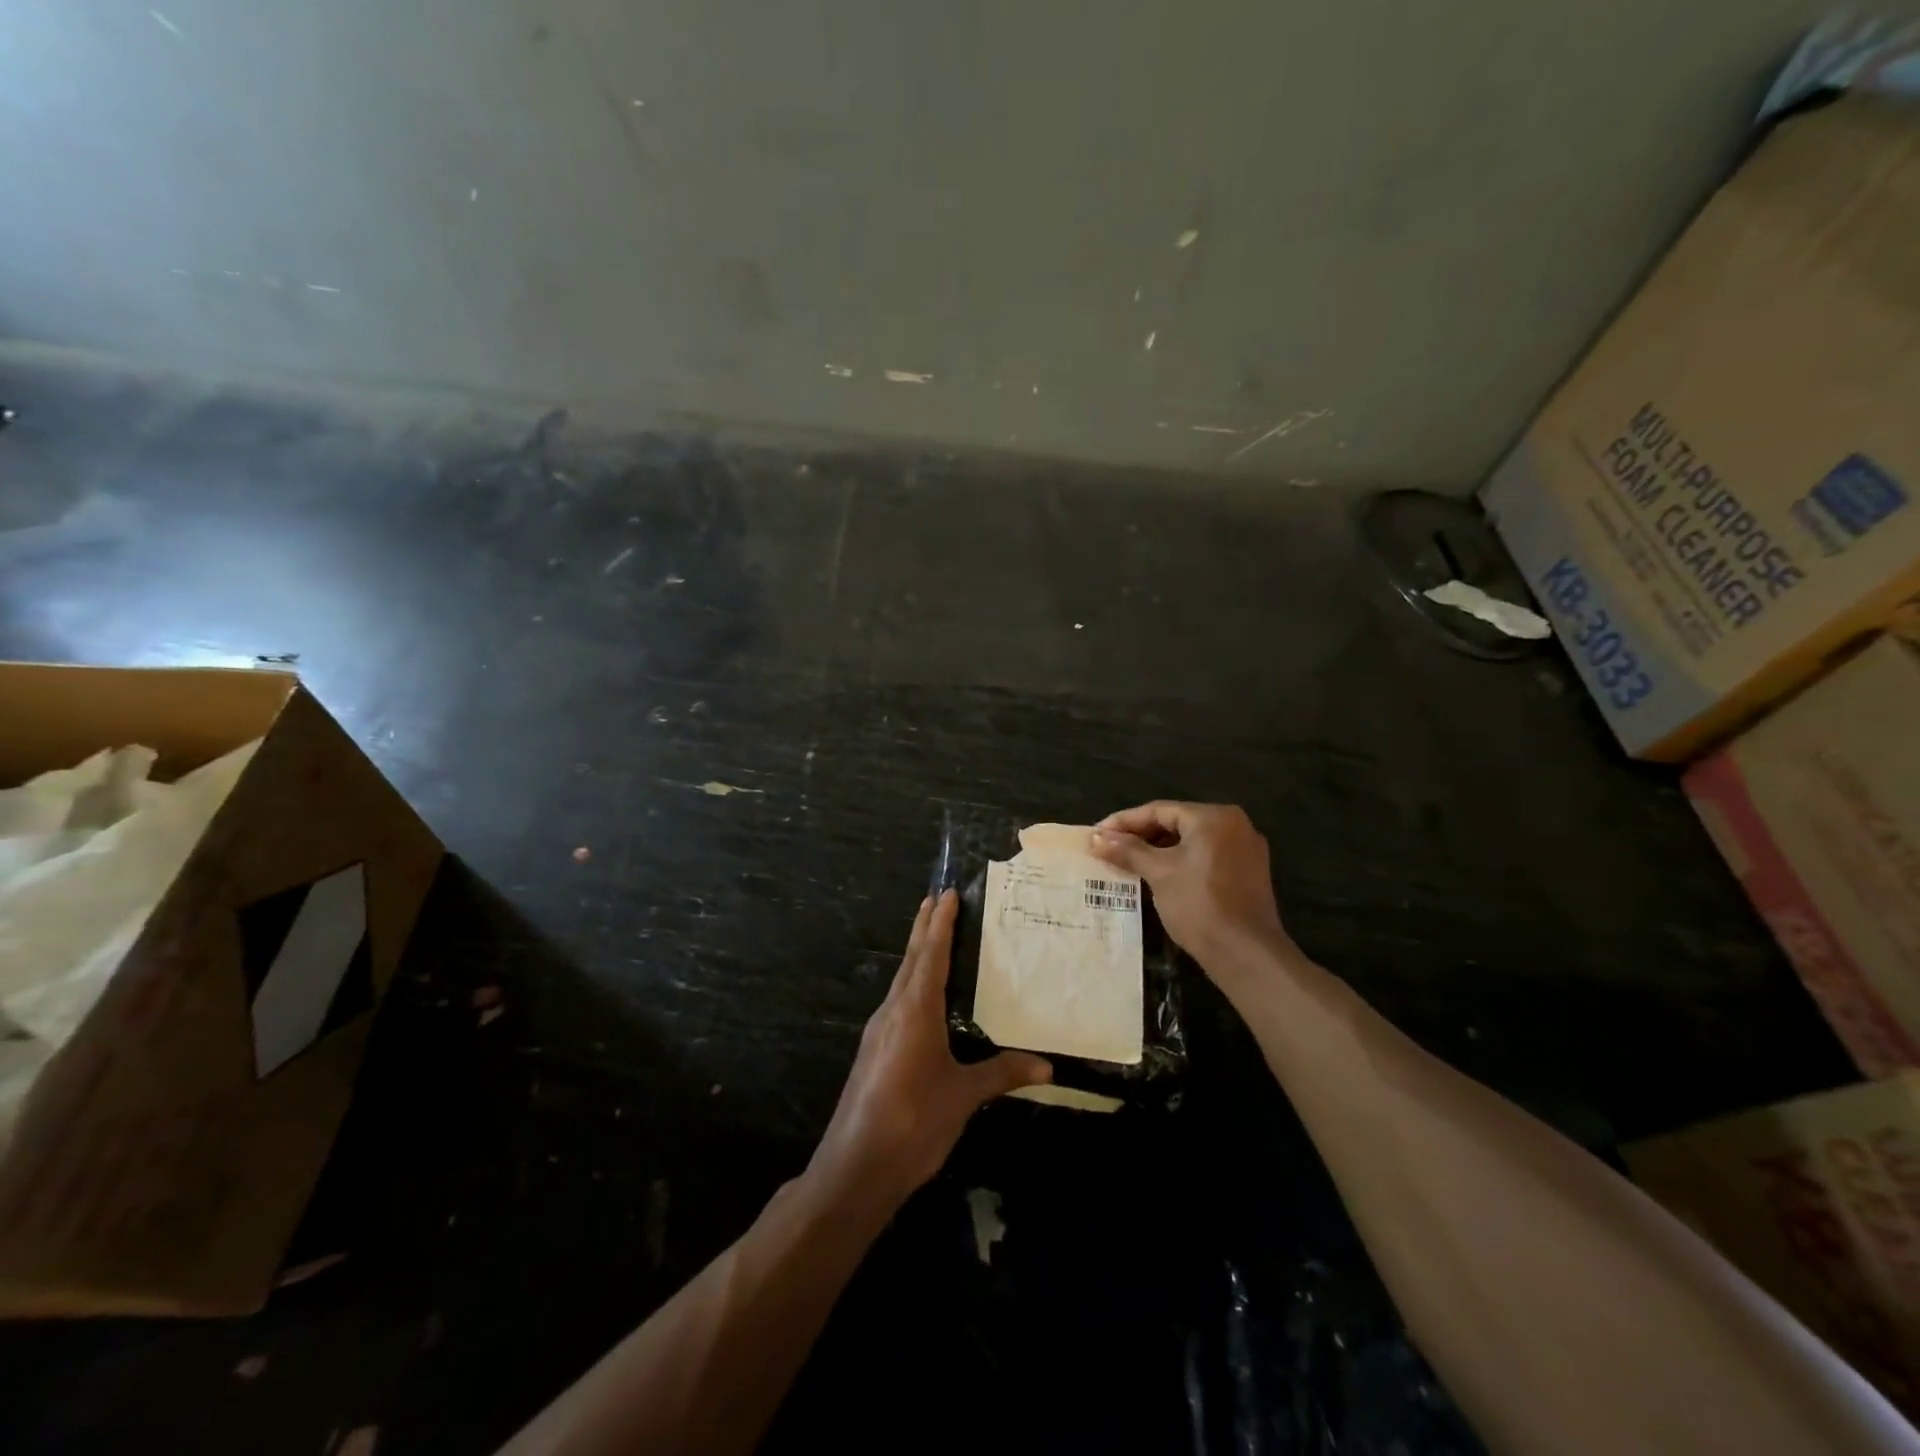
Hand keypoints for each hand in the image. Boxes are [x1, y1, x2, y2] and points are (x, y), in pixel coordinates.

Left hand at [808, 891, 1050, 1212]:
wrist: (855, 1168)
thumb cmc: (912, 1122)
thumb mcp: (963, 1096)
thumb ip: (1002, 1074)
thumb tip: (1047, 1065)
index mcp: (914, 1011)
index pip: (930, 955)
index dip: (940, 923)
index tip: (946, 893)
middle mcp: (892, 1011)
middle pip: (910, 960)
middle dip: (923, 929)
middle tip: (936, 899)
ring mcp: (878, 1031)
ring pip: (901, 981)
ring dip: (916, 955)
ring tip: (932, 938)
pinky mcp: (873, 1052)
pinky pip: (896, 1003)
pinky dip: (911, 984)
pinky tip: (921, 998)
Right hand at [1090, 802, 1291, 968]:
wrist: (1246, 954)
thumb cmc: (1199, 905)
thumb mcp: (1159, 873)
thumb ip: (1127, 850)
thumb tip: (1095, 838)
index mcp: (1213, 817)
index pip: (1159, 810)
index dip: (1124, 821)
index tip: (1097, 834)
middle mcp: (1234, 824)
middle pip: (1176, 822)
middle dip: (1141, 835)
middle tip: (1110, 848)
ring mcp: (1245, 849)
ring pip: (1191, 840)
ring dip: (1159, 849)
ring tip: (1128, 862)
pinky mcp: (1248, 872)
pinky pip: (1206, 856)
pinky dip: (1181, 861)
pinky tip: (1158, 875)